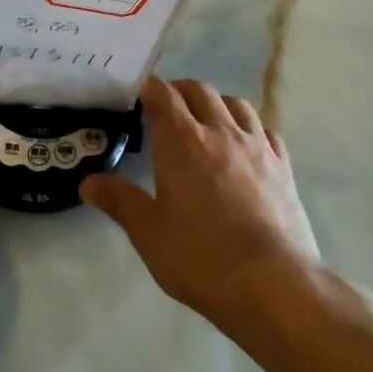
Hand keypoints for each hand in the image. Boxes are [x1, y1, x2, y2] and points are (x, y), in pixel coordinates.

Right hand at [82, 77, 320, 330]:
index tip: (136, 94)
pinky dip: (248, 128)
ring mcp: (257, 148)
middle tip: (164, 107)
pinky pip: (265, 131)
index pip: (163, 96)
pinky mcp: (284, 167)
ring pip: (237, 105)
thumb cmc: (199, 256)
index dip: (148, 88)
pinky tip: (244, 147)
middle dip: (179, 91)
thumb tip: (89, 181)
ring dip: (216, 104)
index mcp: (182, 142)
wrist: (272, 283)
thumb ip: (118, 200)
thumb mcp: (147, 232)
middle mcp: (221, 133)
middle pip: (200, 92)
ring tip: (205, 121)